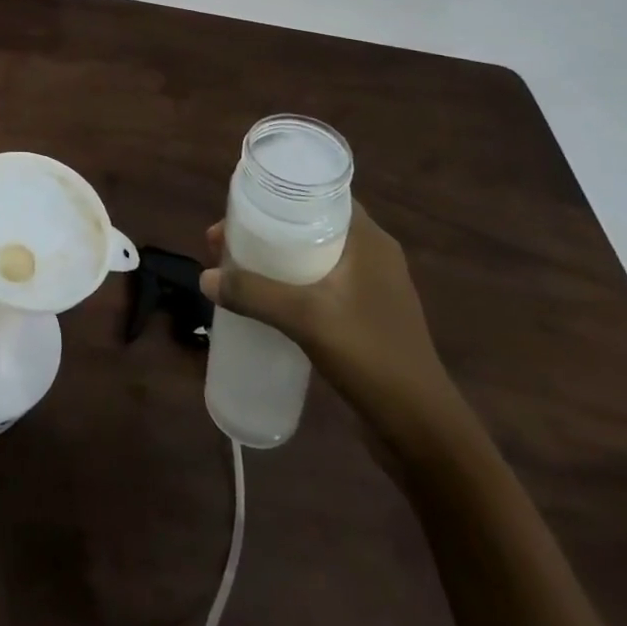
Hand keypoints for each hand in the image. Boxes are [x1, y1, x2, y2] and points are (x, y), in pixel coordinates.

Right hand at [201, 207, 457, 445]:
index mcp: (369, 242)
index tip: (240, 204)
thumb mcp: (306, 319)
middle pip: (309, 226)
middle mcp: (372, 257)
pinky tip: (265, 298)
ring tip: (234, 267)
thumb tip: (204, 278)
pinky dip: (289, 282)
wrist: (422, 430)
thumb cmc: (371, 356)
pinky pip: (319, 283)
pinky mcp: (366, 316)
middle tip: (224, 240)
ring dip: (274, 258)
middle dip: (264, 229)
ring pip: (312, 256)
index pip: (321, 196)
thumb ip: (253, 294)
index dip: (279, 195)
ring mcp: (371, 288)